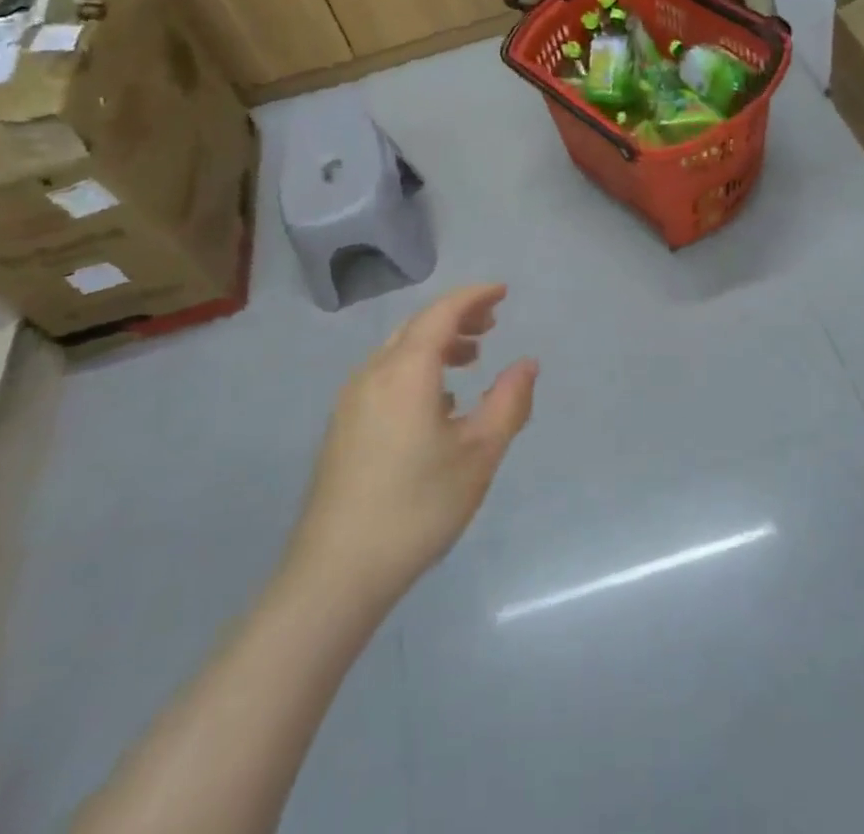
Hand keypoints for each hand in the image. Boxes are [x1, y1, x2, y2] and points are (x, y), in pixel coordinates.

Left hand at [289, 284, 537, 606]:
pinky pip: (385, 375)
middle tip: (493, 323)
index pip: (442, 312)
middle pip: (418, 326)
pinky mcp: (343, 425)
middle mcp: (374, 373)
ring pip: (399, 351)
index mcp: (406, 371)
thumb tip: (527, 363)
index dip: (474, 296)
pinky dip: (417, 368)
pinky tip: (437, 401)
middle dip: (457, 317)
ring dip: (437, 343)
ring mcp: (352, 399)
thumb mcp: (479, 454)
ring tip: (471, 358)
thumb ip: (508, 402)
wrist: (336, 572)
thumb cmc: (417, 507)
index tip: (503, 292)